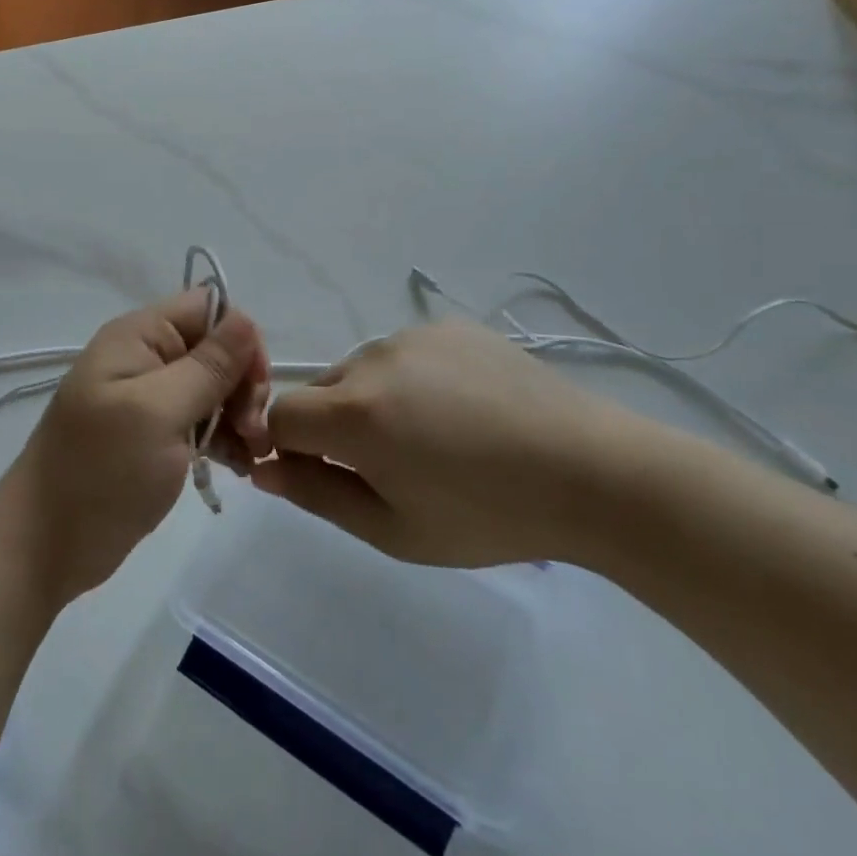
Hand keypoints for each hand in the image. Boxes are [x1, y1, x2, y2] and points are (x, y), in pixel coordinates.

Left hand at [0, 289, 268, 605]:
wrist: (45, 545)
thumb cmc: (101, 470)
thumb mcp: (159, 412)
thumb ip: (206, 366)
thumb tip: (245, 320)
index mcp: (138, 337)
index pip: (208, 309)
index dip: (239, 340)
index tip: (253, 388)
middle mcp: (144, 358)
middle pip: (215, 349)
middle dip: (242, 385)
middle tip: (252, 432)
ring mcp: (148, 399)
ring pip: (213, 388)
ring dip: (239, 416)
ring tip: (250, 457)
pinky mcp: (154, 436)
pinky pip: (201, 421)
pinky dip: (224, 439)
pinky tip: (237, 467)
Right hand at [251, 318, 645, 568]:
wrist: (593, 472)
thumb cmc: (489, 516)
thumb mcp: (394, 529)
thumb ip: (316, 495)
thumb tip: (263, 467)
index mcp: (354, 411)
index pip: (279, 418)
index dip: (288, 450)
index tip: (323, 476)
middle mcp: (372, 358)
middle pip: (320, 392)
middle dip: (334, 428)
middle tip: (393, 468)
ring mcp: (412, 335)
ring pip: (362, 372)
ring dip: (374, 402)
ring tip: (437, 438)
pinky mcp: (448, 325)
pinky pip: (404, 354)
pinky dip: (412, 380)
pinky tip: (463, 408)